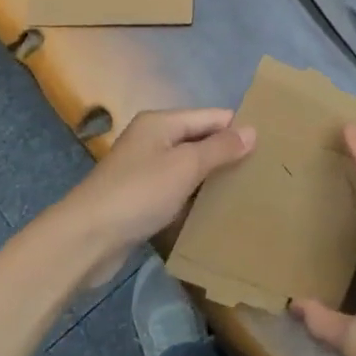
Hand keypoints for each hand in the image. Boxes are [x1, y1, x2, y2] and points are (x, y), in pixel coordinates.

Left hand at [63, 108, 254, 285]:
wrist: (85, 239)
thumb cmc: (139, 193)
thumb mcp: (185, 166)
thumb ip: (220, 148)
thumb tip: (252, 130)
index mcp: (161, 123)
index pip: (211, 116)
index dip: (238, 129)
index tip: (269, 146)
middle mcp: (152, 140)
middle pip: (199, 140)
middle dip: (227, 154)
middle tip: (262, 171)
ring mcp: (144, 170)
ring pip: (188, 167)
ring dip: (211, 178)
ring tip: (246, 191)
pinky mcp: (139, 199)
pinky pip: (176, 190)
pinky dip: (193, 197)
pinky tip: (214, 211)